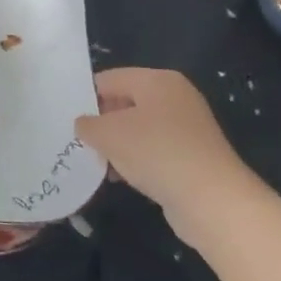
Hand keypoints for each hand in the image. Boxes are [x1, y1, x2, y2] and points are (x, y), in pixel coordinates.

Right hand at [76, 67, 253, 242]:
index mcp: (157, 80)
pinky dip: (136, 161)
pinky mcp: (193, 157)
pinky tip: (121, 178)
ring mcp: (188, 128)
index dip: (85, 98)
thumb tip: (84, 125)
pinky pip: (154, 151)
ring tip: (98, 164)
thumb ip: (87, 124)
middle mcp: (175, 97)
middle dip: (102, 124)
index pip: (109, 79)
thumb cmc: (156, 152)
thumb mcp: (108, 134)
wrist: (213, 201)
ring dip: (117, 146)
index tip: (67, 119)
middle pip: (125, 103)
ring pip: (138, 130)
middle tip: (79, 142)